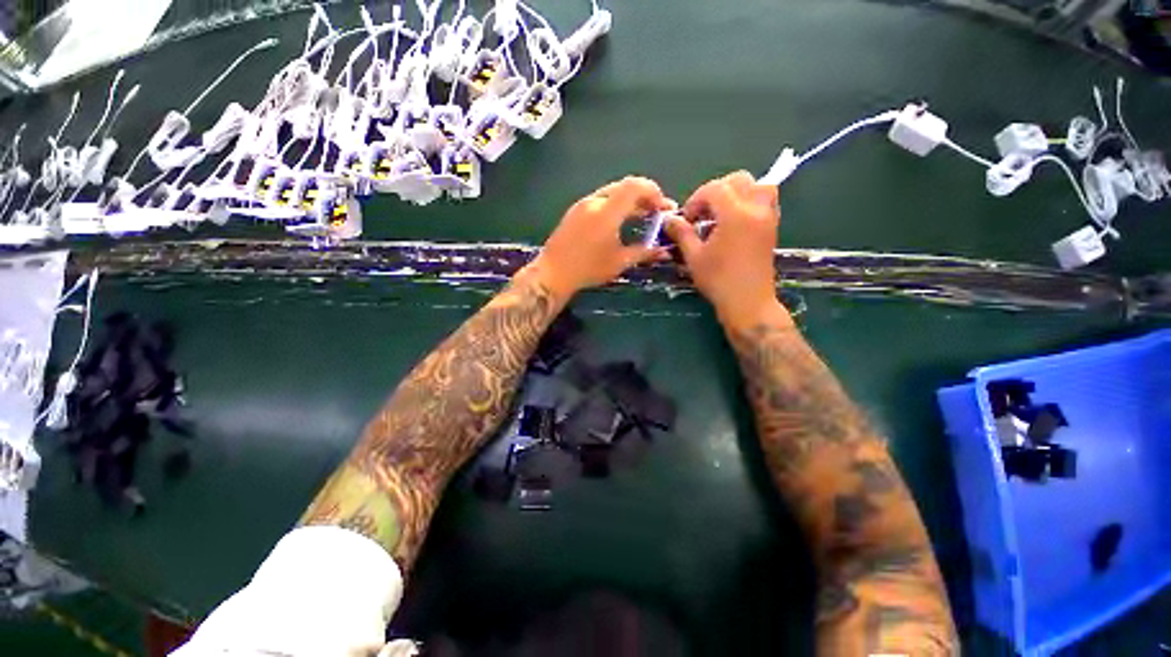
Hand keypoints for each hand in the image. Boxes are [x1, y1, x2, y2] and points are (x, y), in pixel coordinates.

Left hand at [529, 176, 675, 298]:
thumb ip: (644, 252)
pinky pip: (601, 200)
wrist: (553, 273)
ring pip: (612, 193)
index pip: (635, 186)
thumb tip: (664, 251)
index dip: (653, 192)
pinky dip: (615, 205)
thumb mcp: (619, 262)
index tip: (662, 208)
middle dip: (644, 197)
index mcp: (607, 211)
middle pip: (625, 187)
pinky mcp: (575, 211)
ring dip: (629, 201)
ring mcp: (582, 204)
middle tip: (655, 213)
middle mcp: (594, 201)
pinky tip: (620, 222)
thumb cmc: (588, 269)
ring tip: (641, 217)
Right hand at [665, 171, 786, 329]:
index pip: (715, 189)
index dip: (696, 199)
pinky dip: (751, 200)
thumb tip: (669, 219)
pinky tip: (736, 220)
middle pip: (739, 180)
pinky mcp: (772, 227)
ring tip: (722, 211)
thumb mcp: (694, 256)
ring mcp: (768, 217)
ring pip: (758, 186)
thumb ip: (682, 233)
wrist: (747, 302)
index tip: (686, 219)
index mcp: (735, 214)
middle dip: (716, 191)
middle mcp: (756, 209)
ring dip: (737, 192)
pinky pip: (766, 200)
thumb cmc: (718, 280)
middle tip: (702, 213)